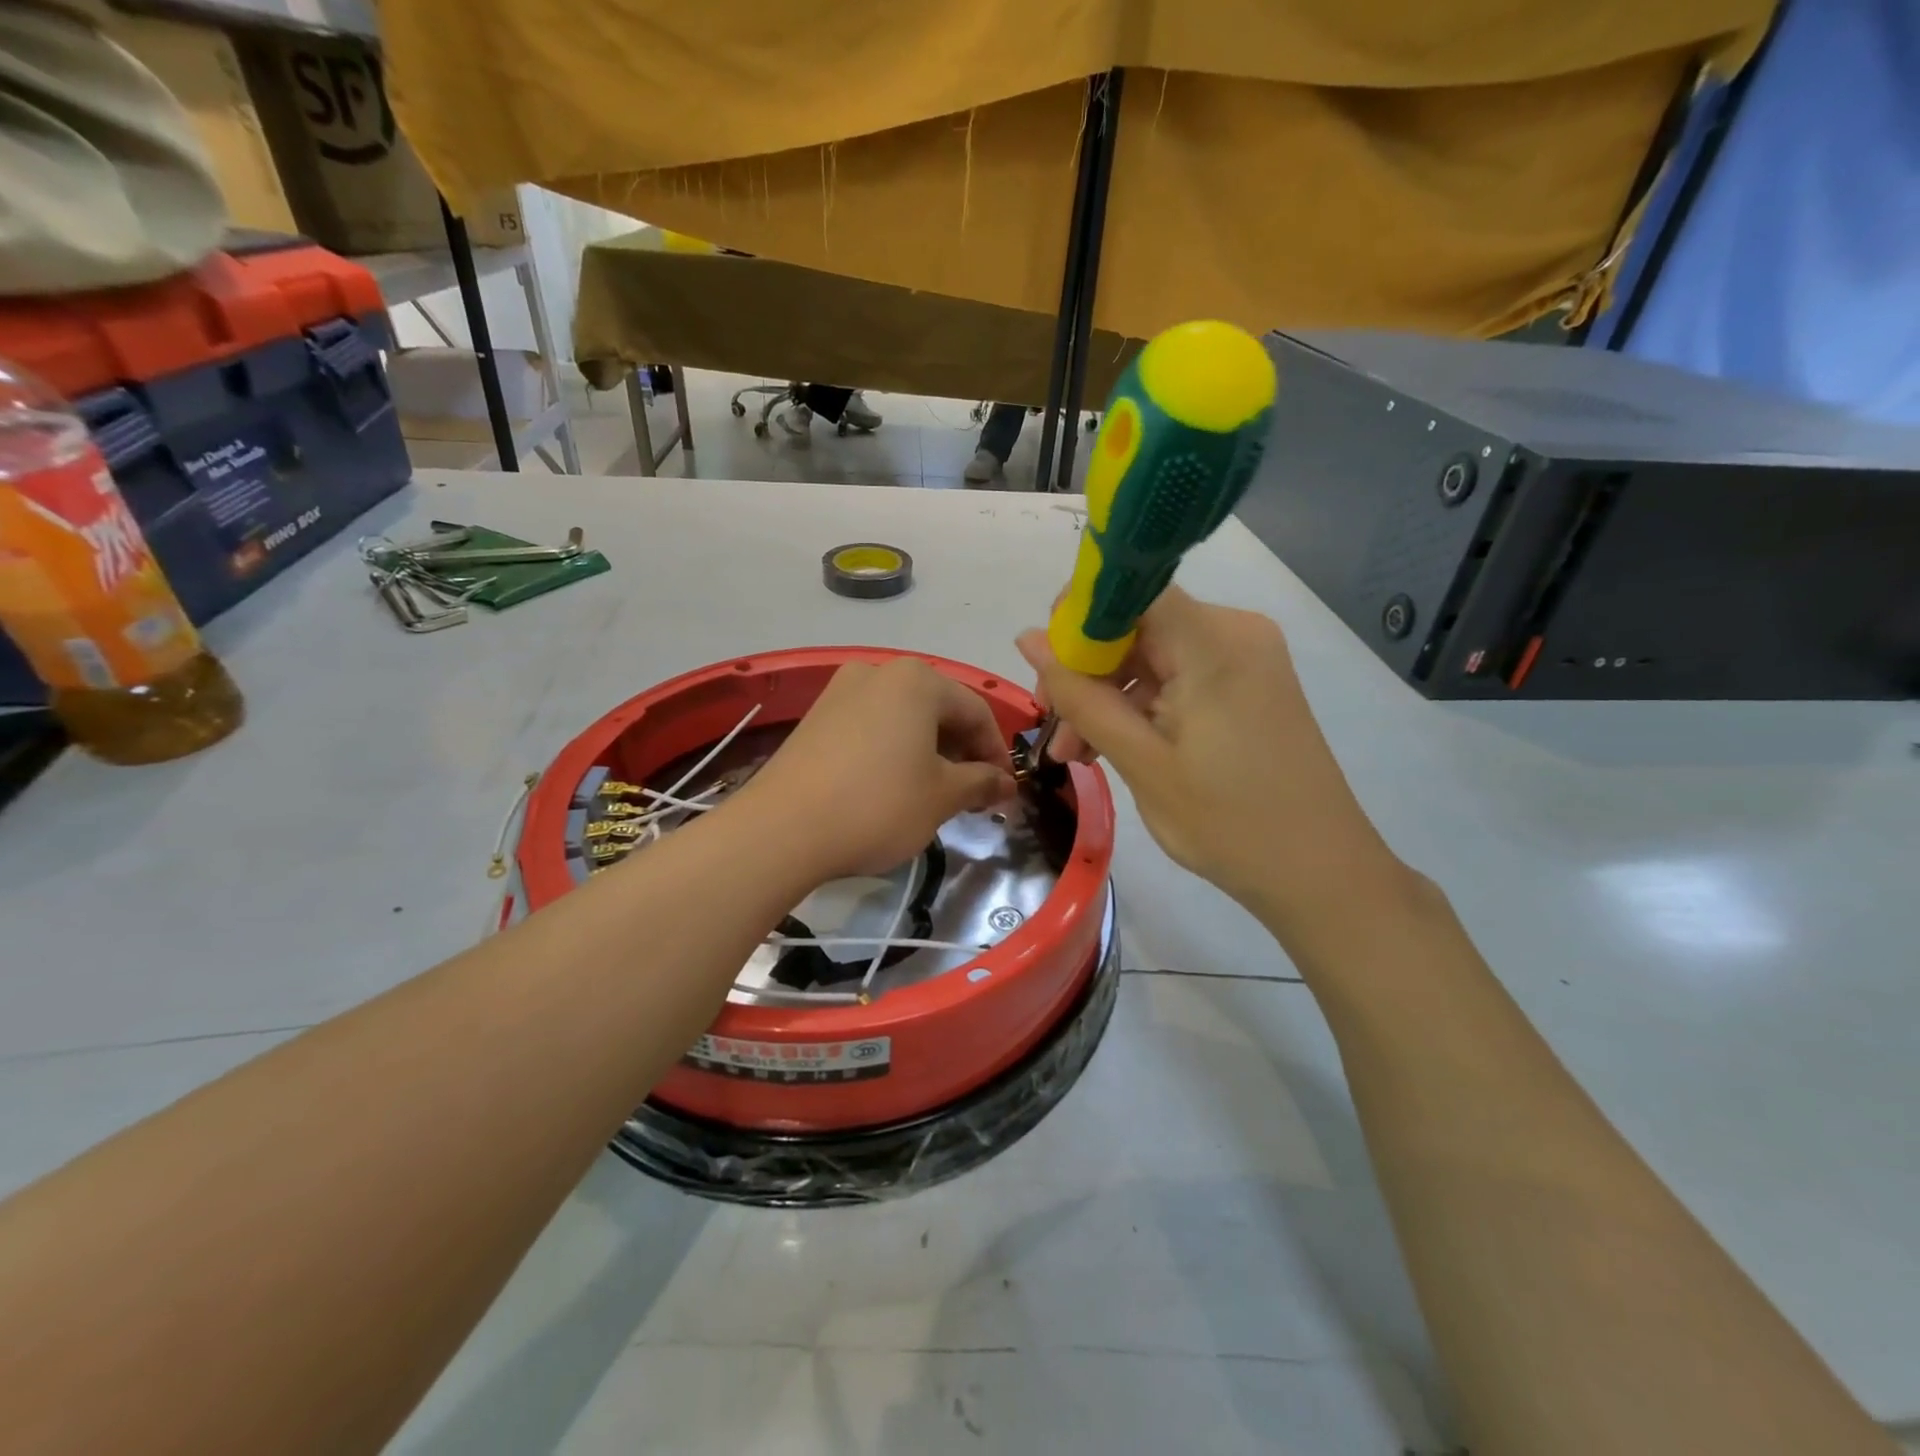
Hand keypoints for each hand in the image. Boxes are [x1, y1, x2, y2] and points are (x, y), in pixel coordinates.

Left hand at [741, 658, 1015, 882]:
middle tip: (973, 794)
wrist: (782, 828)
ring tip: (935, 793)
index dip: (996, 752)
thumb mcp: (942, 797)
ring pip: (904, 718)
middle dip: (962, 751)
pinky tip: (893, 785)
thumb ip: (982, 783)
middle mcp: (879, 672)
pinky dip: (894, 750)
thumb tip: (1006, 783)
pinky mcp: (816, 717)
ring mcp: (841, 691)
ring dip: (929, 752)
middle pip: (938, 709)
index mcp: (917, 680)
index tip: (1004, 789)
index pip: (975, 711)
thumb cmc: (878, 805)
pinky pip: (872, 726)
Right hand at [1017, 586, 1402, 938]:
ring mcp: (1245, 658)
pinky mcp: (1248, 684)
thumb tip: (1029, 638)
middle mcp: (1234, 632)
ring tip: (1078, 754)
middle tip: (1055, 731)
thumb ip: (1081, 696)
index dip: (1079, 615)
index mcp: (1213, 642)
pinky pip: (1178, 676)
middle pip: (1137, 626)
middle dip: (1087, 672)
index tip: (1046, 666)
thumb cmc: (1227, 823)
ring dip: (1109, 696)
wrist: (1319, 873)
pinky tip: (1116, 747)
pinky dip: (1142, 706)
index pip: (1131, 588)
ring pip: (1152, 656)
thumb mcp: (1140, 761)